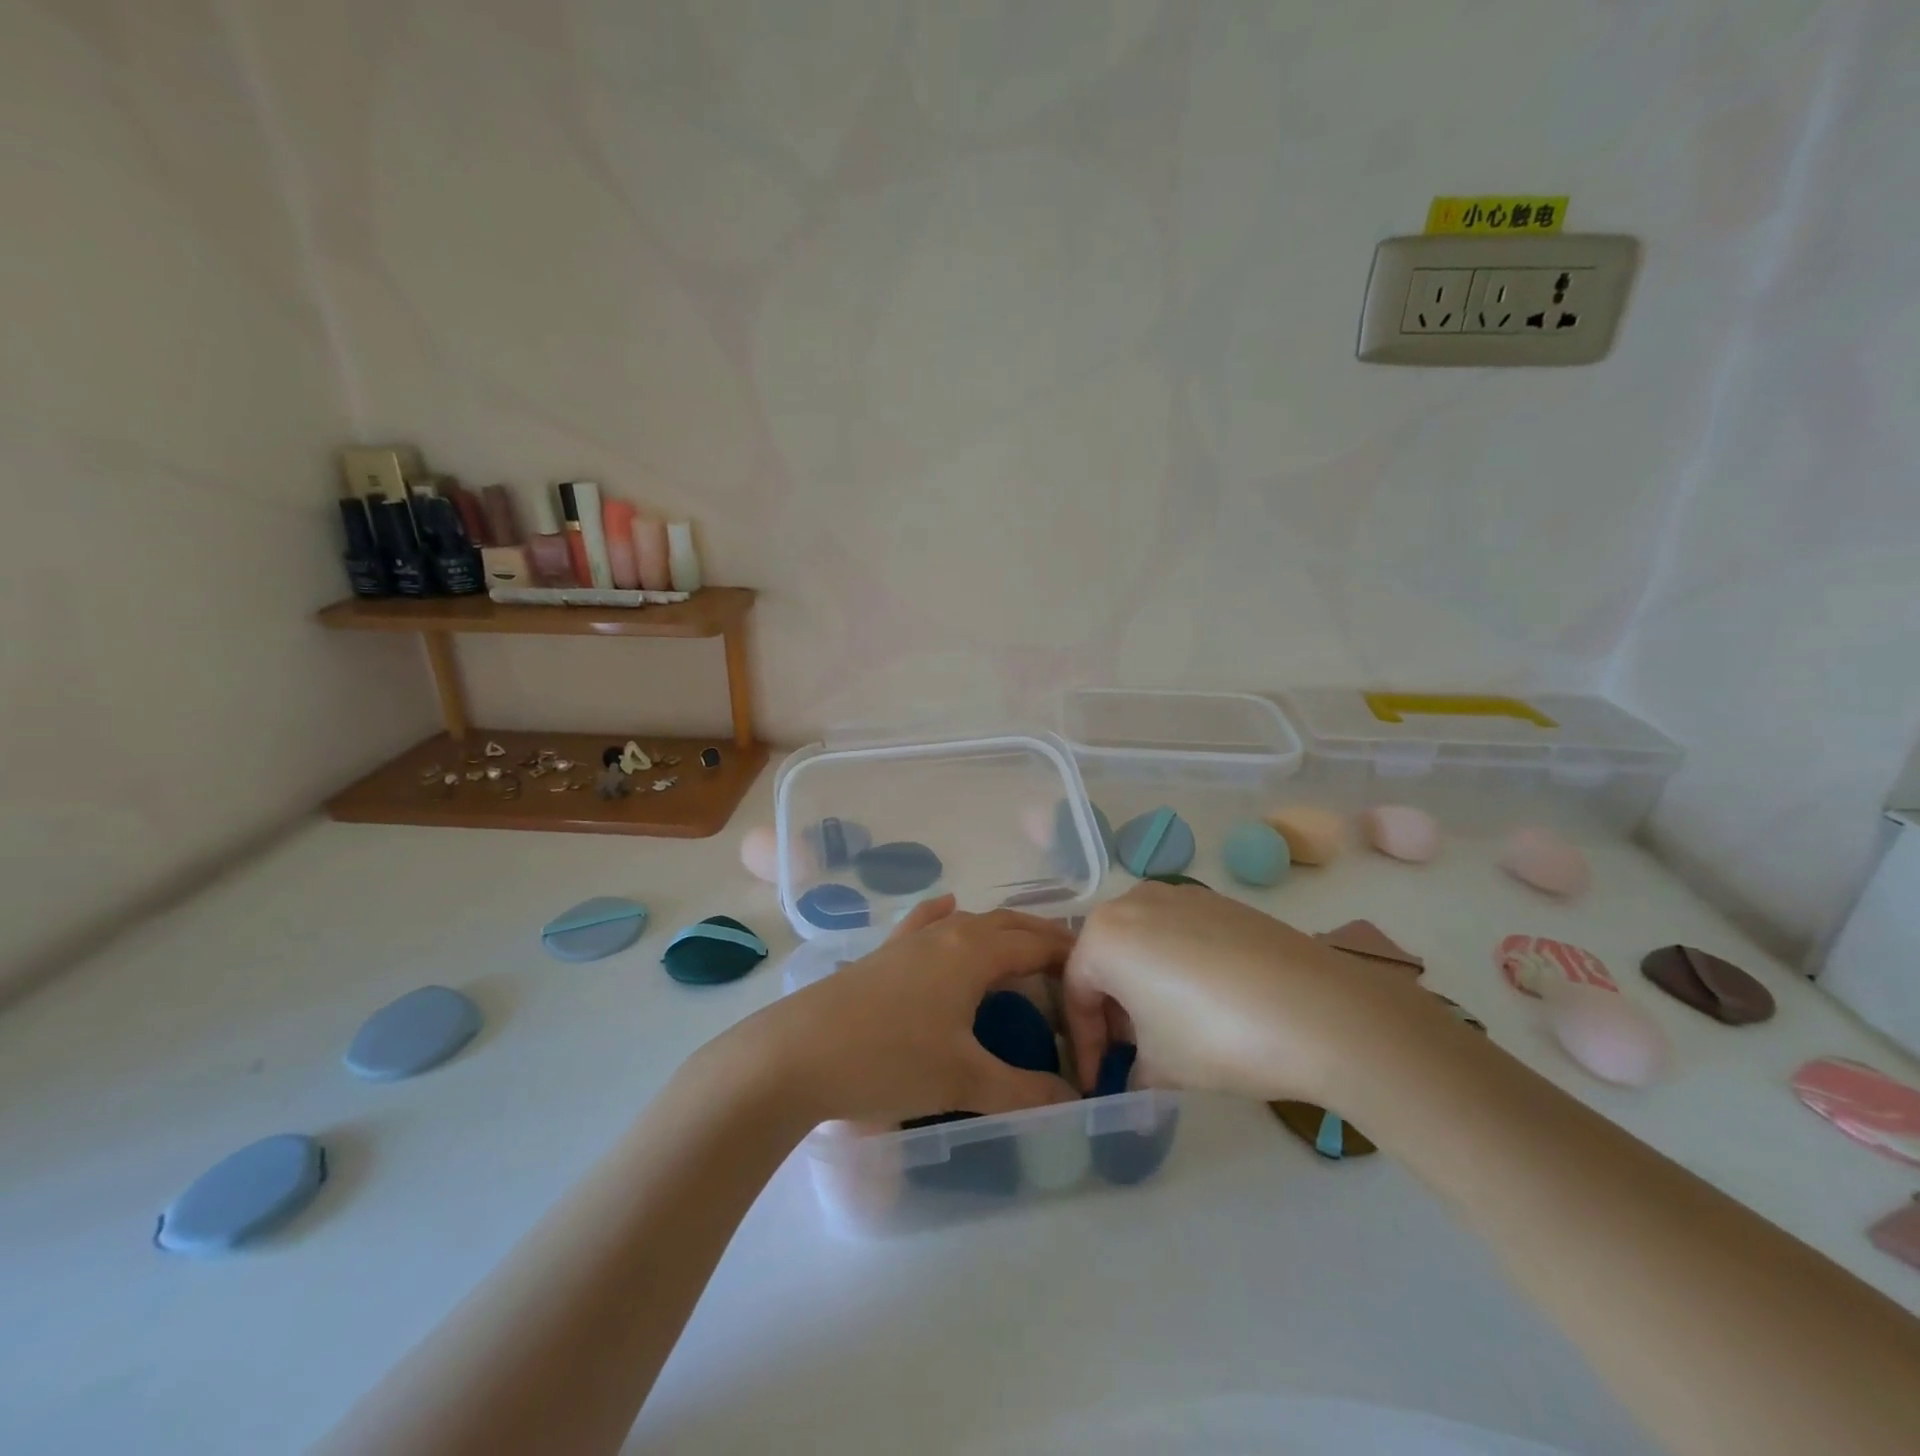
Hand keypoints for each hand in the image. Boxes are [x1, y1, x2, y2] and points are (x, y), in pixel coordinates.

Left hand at [736, 896, 1078, 1125]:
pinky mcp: (883, 954)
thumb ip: (1023, 1091)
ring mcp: (910, 940)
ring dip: (1002, 929)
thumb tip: (1074, 1104)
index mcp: (973, 952)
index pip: (1036, 944)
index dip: (1070, 956)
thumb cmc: (888, 1060)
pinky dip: (944, 915)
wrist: (796, 1054)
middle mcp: (946, 934)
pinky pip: (925, 923)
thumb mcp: (962, 1080)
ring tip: (1024, 948)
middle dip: (1042, 937)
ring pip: (969, 922)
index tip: (1096, 974)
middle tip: (1071, 962)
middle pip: (1007, 923)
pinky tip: (947, 906)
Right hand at [1062, 881, 1436, 1104]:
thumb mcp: (1161, 1066)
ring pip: (1143, 943)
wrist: (1320, 1011)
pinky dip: (1178, 966)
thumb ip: (1132, 1071)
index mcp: (1103, 935)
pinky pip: (1180, 934)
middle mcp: (1133, 901)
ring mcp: (1180, 895)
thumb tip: (1134, 1079)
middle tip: (1132, 1053)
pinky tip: (1209, 1002)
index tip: (1099, 1080)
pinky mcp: (1220, 901)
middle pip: (1107, 959)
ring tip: (1170, 1029)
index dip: (1084, 1043)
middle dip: (1113, 1009)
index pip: (1076, 992)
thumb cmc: (1216, 1036)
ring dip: (1145, 985)